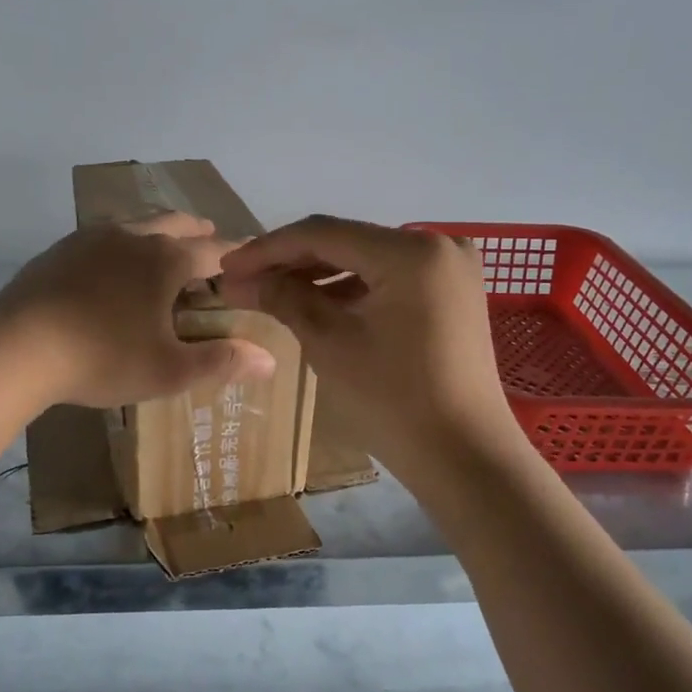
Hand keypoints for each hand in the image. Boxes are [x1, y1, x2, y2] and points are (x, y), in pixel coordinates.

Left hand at [0, 212, 276, 410]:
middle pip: (175, 223)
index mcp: (166, 260)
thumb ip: (221, 361)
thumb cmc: (103, 357)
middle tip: (209, 238)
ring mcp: (91, 238)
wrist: (17, 347)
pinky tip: (110, 266)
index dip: (236, 256)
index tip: (250, 258)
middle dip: (197, 231)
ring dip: (157, 232)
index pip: (215, 251)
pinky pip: (102, 237)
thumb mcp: (169, 370)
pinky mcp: (60, 250)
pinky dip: (120, 244)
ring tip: (162, 247)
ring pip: (135, 224)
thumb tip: (270, 359)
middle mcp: (133, 237)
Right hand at [218, 216, 514, 472]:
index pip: (324, 234)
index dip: (268, 249)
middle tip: (242, 280)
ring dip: (318, 276)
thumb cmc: (395, 401)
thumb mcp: (331, 345)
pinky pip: (389, 280)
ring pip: (366, 260)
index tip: (227, 268)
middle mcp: (438, 245)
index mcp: (411, 252)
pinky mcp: (451, 294)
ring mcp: (449, 270)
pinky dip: (351, 290)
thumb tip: (240, 279)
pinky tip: (313, 303)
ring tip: (269, 292)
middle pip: (347, 242)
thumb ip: (284, 299)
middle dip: (291, 262)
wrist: (465, 458)